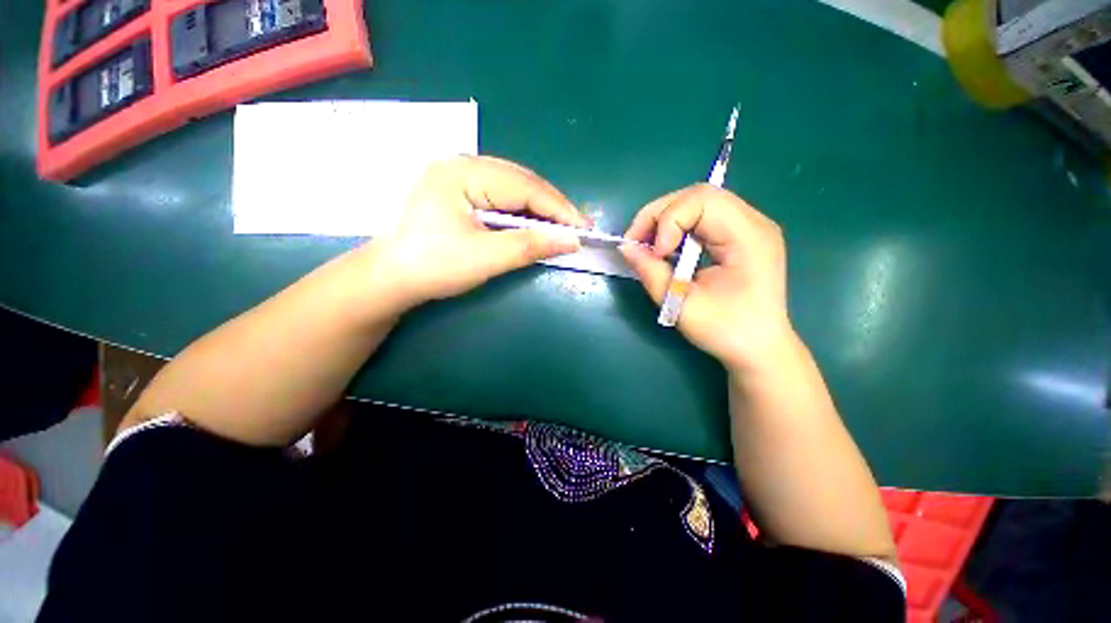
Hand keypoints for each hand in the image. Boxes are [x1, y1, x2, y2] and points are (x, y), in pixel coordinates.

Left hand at [373, 156, 585, 306]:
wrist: (389, 278)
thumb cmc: (433, 267)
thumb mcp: (485, 258)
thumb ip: (530, 246)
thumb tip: (571, 240)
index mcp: (462, 173)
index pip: (524, 187)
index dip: (558, 208)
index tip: (584, 228)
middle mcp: (461, 165)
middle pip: (520, 181)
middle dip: (551, 206)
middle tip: (577, 227)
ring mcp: (458, 176)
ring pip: (512, 187)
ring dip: (538, 208)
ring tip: (561, 225)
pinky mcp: (458, 192)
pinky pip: (499, 195)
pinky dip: (521, 211)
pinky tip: (533, 222)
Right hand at [619, 184, 792, 369]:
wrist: (759, 347)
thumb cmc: (726, 331)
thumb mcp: (682, 306)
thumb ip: (652, 273)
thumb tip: (626, 248)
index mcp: (749, 238)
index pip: (702, 201)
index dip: (668, 221)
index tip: (654, 254)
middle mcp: (753, 222)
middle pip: (699, 195)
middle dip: (659, 214)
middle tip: (637, 242)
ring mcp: (748, 226)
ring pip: (697, 202)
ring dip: (665, 219)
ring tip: (648, 246)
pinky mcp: (738, 235)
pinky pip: (701, 217)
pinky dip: (676, 227)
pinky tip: (667, 247)